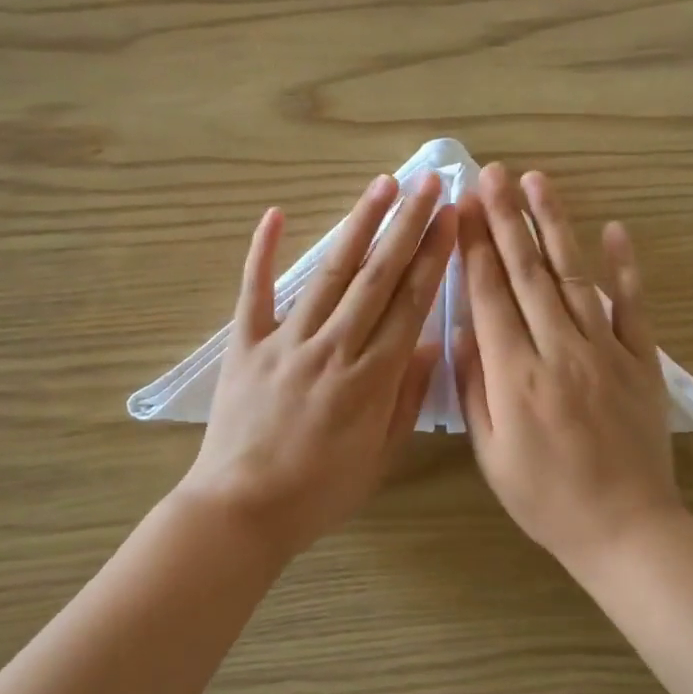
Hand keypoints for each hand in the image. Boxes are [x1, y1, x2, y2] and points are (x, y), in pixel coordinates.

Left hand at [180, 171, 457, 560]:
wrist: (242, 511)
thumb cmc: (320, 491)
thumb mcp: (381, 455)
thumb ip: (408, 398)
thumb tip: (429, 343)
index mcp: (372, 377)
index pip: (411, 302)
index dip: (433, 256)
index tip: (450, 217)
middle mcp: (334, 347)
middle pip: (377, 276)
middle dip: (407, 225)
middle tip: (428, 182)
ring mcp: (286, 341)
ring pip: (329, 272)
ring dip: (358, 225)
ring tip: (381, 185)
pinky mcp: (246, 345)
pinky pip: (254, 292)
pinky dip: (262, 253)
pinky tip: (274, 214)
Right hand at [454, 165, 683, 571]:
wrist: (626, 529)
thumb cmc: (546, 498)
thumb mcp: (490, 454)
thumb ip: (474, 388)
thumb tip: (463, 331)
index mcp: (516, 376)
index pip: (489, 296)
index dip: (473, 247)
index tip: (461, 208)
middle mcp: (559, 351)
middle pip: (527, 273)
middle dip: (505, 219)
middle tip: (492, 173)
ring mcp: (606, 352)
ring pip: (575, 276)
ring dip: (554, 225)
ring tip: (538, 182)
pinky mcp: (642, 361)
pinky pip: (634, 307)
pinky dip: (625, 267)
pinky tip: (614, 228)